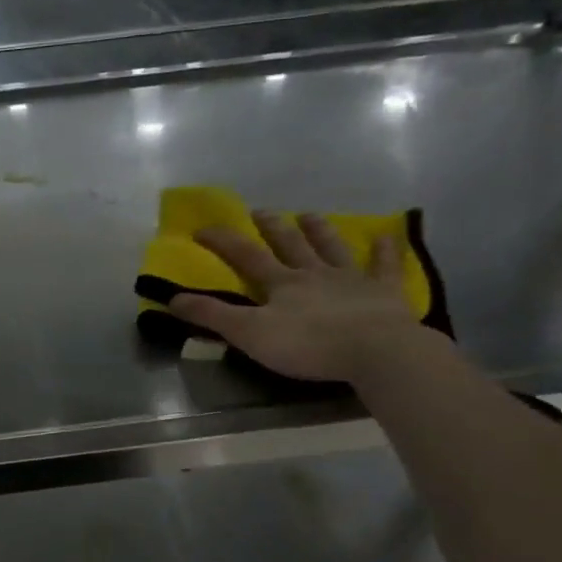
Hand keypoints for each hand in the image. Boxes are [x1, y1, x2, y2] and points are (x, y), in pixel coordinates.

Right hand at [169, 211, 428, 382]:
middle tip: (260, 211)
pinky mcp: (385, 292)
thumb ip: (213, 316)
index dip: (222, 242)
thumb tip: (172, 299)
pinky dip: (386, 251)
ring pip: (332, 248)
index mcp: (281, 284)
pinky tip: (390, 236)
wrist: (374, 349)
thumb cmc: (308, 345)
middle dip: (271, 227)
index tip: (201, 229)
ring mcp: (352, 279)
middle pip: (290, 244)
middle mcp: (314, 273)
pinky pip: (385, 266)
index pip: (246, 256)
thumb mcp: (250, 334)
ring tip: (310, 215)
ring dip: (319, 230)